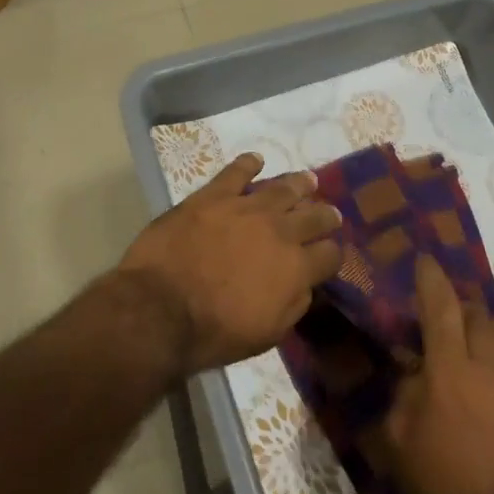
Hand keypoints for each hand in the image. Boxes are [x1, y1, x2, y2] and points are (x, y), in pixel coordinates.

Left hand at [117, 153, 342, 376]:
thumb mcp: (268, 334)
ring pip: (282, 188)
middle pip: (313, 216)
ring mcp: (245, 208)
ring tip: (307, 181)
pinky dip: (247, 164)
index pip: (329, 254)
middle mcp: (279, 230)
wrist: (161, 309)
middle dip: (324, 215)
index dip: (332, 254)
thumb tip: (304, 285)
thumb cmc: (215, 332)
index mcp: (296, 267)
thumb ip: (293, 305)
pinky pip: (236, 172)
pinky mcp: (213, 196)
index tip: (328, 255)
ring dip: (298, 184)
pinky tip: (255, 160)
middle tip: (329, 213)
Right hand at [374, 256, 493, 493]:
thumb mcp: (398, 436)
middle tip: (449, 328)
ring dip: (491, 335)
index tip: (425, 262)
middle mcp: (492, 367)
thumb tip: (416, 358)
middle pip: (478, 313)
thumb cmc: (438, 489)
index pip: (439, 305)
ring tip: (483, 357)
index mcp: (449, 372)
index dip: (430, 278)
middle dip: (459, 310)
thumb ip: (406, 387)